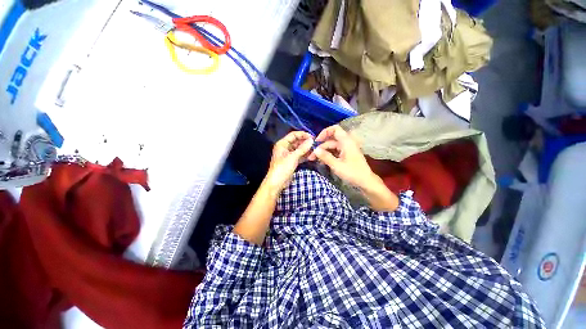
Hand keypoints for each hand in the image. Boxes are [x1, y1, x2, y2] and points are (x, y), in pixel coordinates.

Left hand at [263, 131, 313, 193]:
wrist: (277, 183)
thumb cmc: (282, 168)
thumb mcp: (293, 157)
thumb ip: (302, 148)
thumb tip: (311, 140)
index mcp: (282, 144)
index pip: (293, 135)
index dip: (302, 134)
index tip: (312, 137)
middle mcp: (285, 147)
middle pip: (296, 141)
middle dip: (305, 142)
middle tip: (315, 144)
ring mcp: (288, 155)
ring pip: (299, 149)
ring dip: (306, 149)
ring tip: (315, 149)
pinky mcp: (291, 161)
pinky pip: (299, 155)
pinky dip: (304, 155)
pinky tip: (312, 155)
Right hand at [308, 125, 397, 210]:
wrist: (366, 182)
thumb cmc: (352, 173)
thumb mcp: (336, 165)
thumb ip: (325, 156)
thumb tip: (315, 150)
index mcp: (346, 142)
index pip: (334, 129)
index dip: (324, 133)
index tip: (316, 142)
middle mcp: (347, 143)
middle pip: (331, 140)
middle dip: (320, 147)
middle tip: (311, 156)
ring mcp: (347, 149)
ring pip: (332, 146)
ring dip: (323, 152)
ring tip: (314, 160)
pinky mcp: (346, 154)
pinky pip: (335, 151)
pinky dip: (328, 155)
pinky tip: (322, 161)